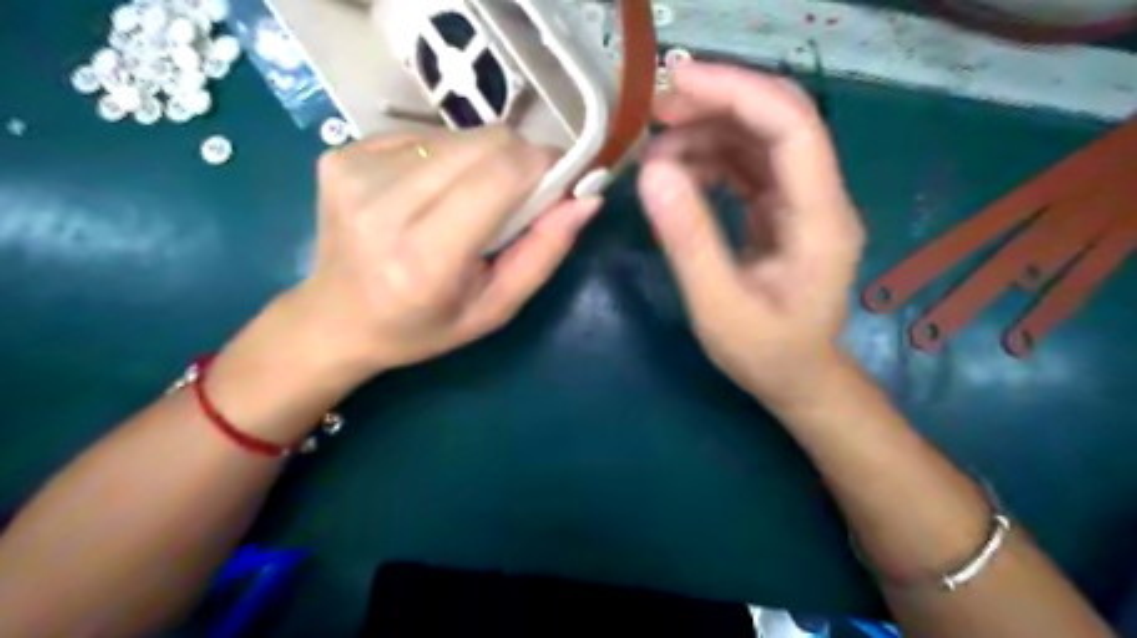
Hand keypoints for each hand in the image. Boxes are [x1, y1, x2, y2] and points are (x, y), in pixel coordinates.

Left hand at [289, 127, 597, 381]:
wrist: (337, 318)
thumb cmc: (424, 326)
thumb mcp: (495, 309)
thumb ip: (543, 253)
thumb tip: (587, 199)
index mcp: (425, 257)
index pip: (501, 173)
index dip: (542, 166)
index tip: (556, 183)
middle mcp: (385, 205)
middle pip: (485, 143)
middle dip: (517, 162)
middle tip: (516, 197)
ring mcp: (356, 171)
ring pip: (458, 134)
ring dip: (480, 161)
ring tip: (467, 201)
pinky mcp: (341, 152)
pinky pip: (425, 135)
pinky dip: (445, 158)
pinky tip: (430, 193)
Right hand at [636, 61, 866, 410]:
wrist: (795, 377)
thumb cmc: (764, 353)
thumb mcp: (718, 307)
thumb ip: (688, 241)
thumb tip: (651, 173)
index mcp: (820, 220)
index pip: (792, 128)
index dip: (738, 93)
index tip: (678, 83)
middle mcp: (819, 198)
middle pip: (776, 121)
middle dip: (716, 104)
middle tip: (654, 114)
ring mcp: (800, 202)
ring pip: (756, 140)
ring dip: (705, 133)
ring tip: (652, 155)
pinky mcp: (780, 210)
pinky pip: (745, 167)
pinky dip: (707, 160)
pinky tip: (675, 175)